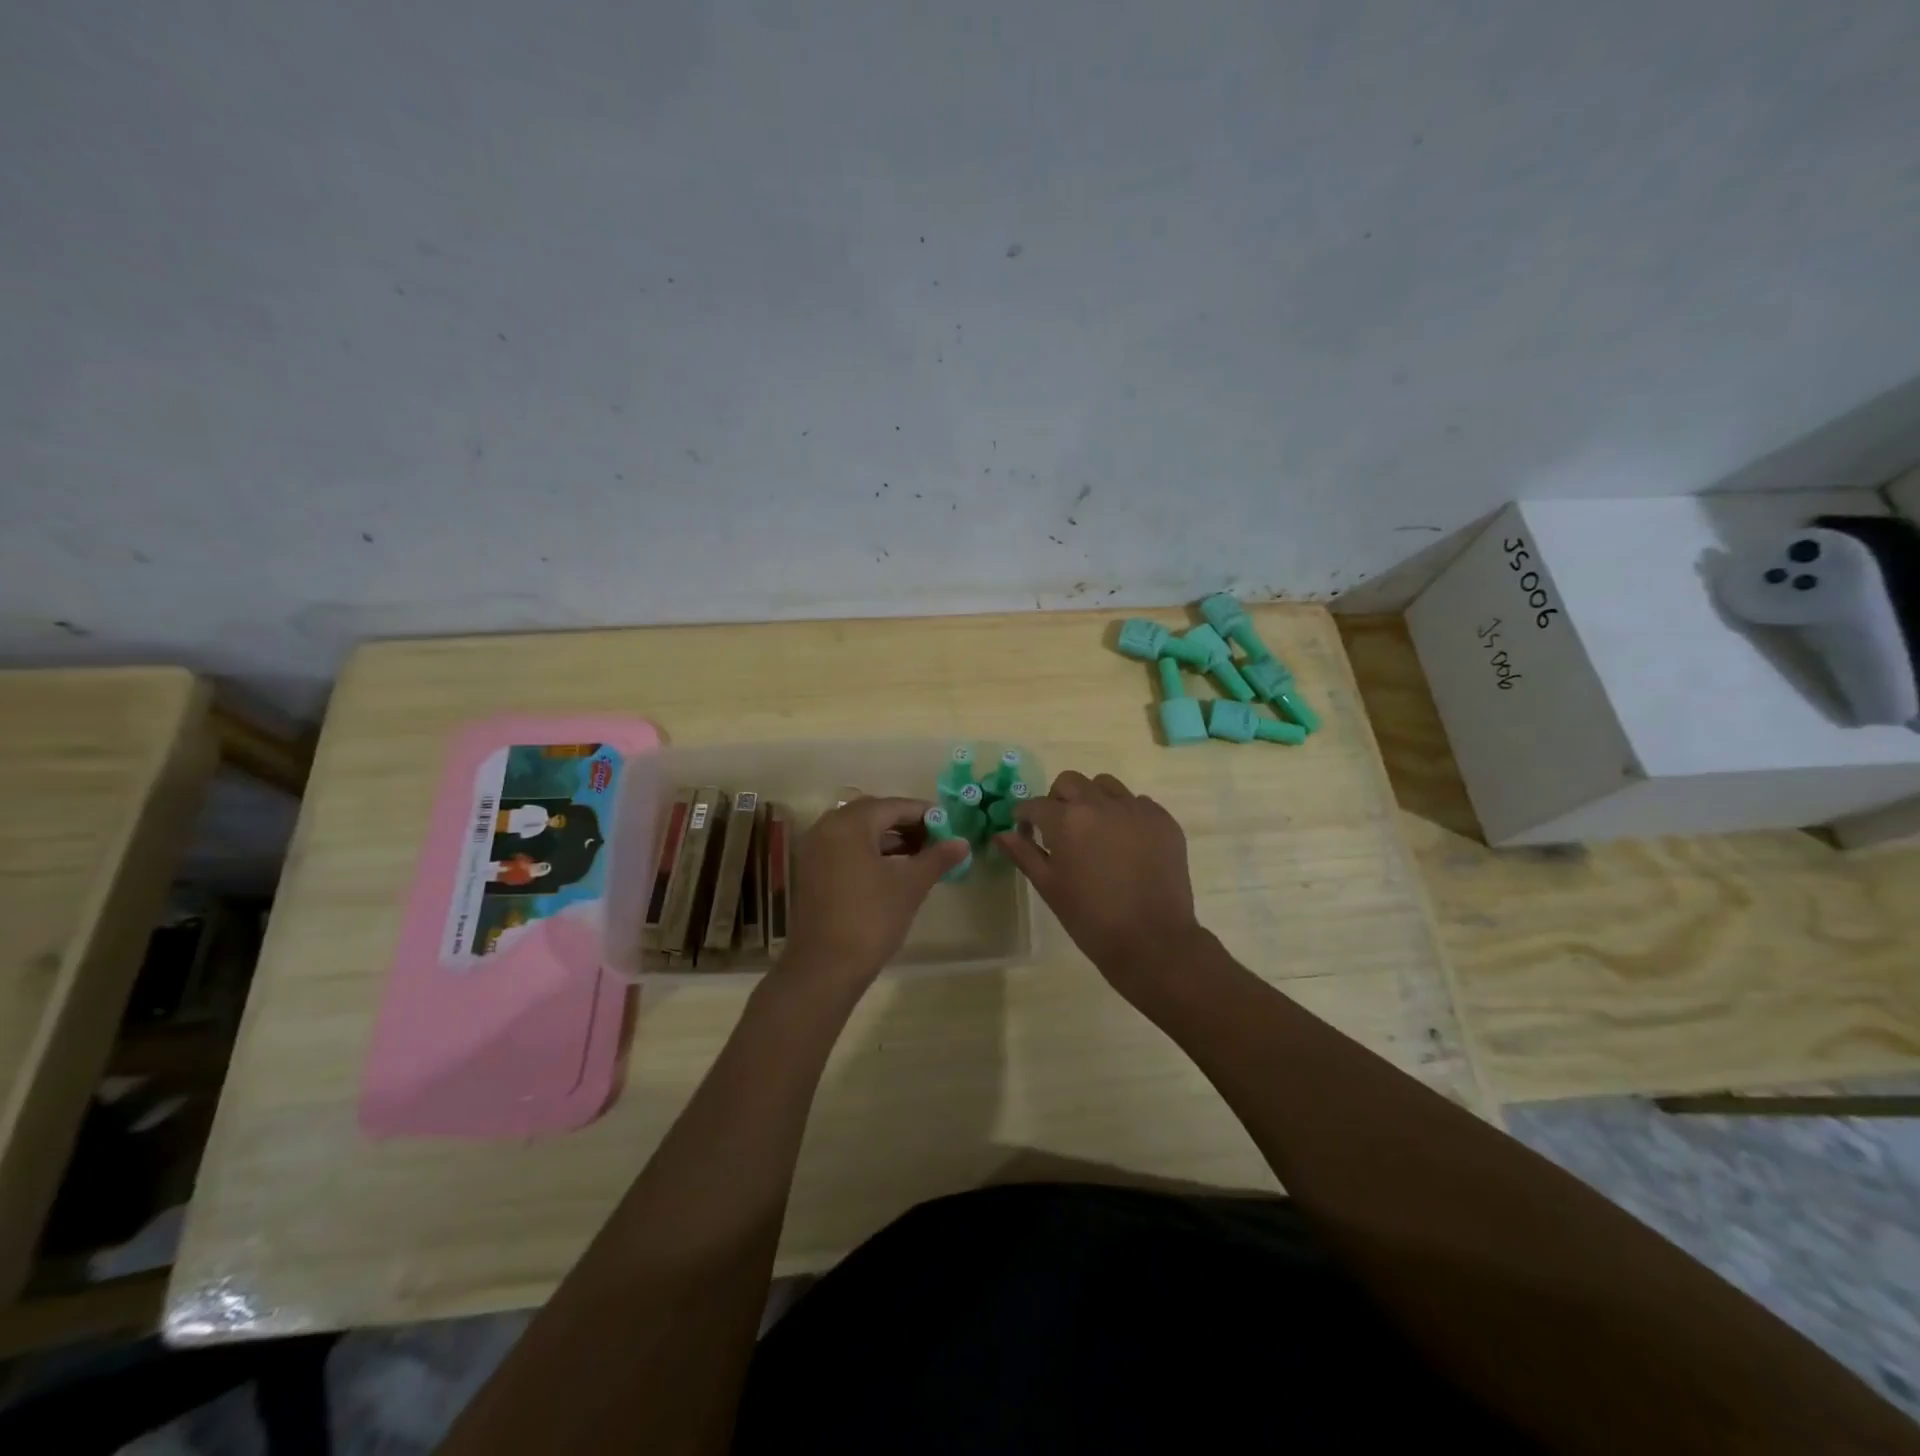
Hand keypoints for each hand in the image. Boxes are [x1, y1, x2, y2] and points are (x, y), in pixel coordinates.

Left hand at [780, 795, 968, 994]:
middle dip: (906, 824)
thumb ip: (937, 858)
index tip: (949, 826)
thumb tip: (963, 842)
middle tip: (935, 840)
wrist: (825, 967)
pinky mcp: (812, 871)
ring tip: (919, 856)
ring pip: (858, 832)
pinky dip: (869, 852)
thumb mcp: (910, 885)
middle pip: (873, 814)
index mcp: (850, 823)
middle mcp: (827, 827)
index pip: (894, 806)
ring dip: (888, 839)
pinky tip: (892, 870)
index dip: (924, 814)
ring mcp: (815, 850)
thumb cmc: (871, 918)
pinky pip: (845, 848)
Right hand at [996, 770, 1204, 1002]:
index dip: (1025, 816)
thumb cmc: (1091, 918)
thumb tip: (1000, 834)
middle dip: (1057, 800)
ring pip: (1105, 785)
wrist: (1152, 940)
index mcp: (1067, 820)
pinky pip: (1137, 803)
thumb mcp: (1049, 887)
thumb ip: (1024, 854)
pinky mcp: (1163, 820)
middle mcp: (1101, 804)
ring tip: (1094, 830)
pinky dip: (1125, 814)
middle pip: (1070, 782)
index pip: (1035, 804)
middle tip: (1058, 828)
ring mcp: (1136, 809)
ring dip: (1092, 800)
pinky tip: (1125, 842)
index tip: (1025, 830)